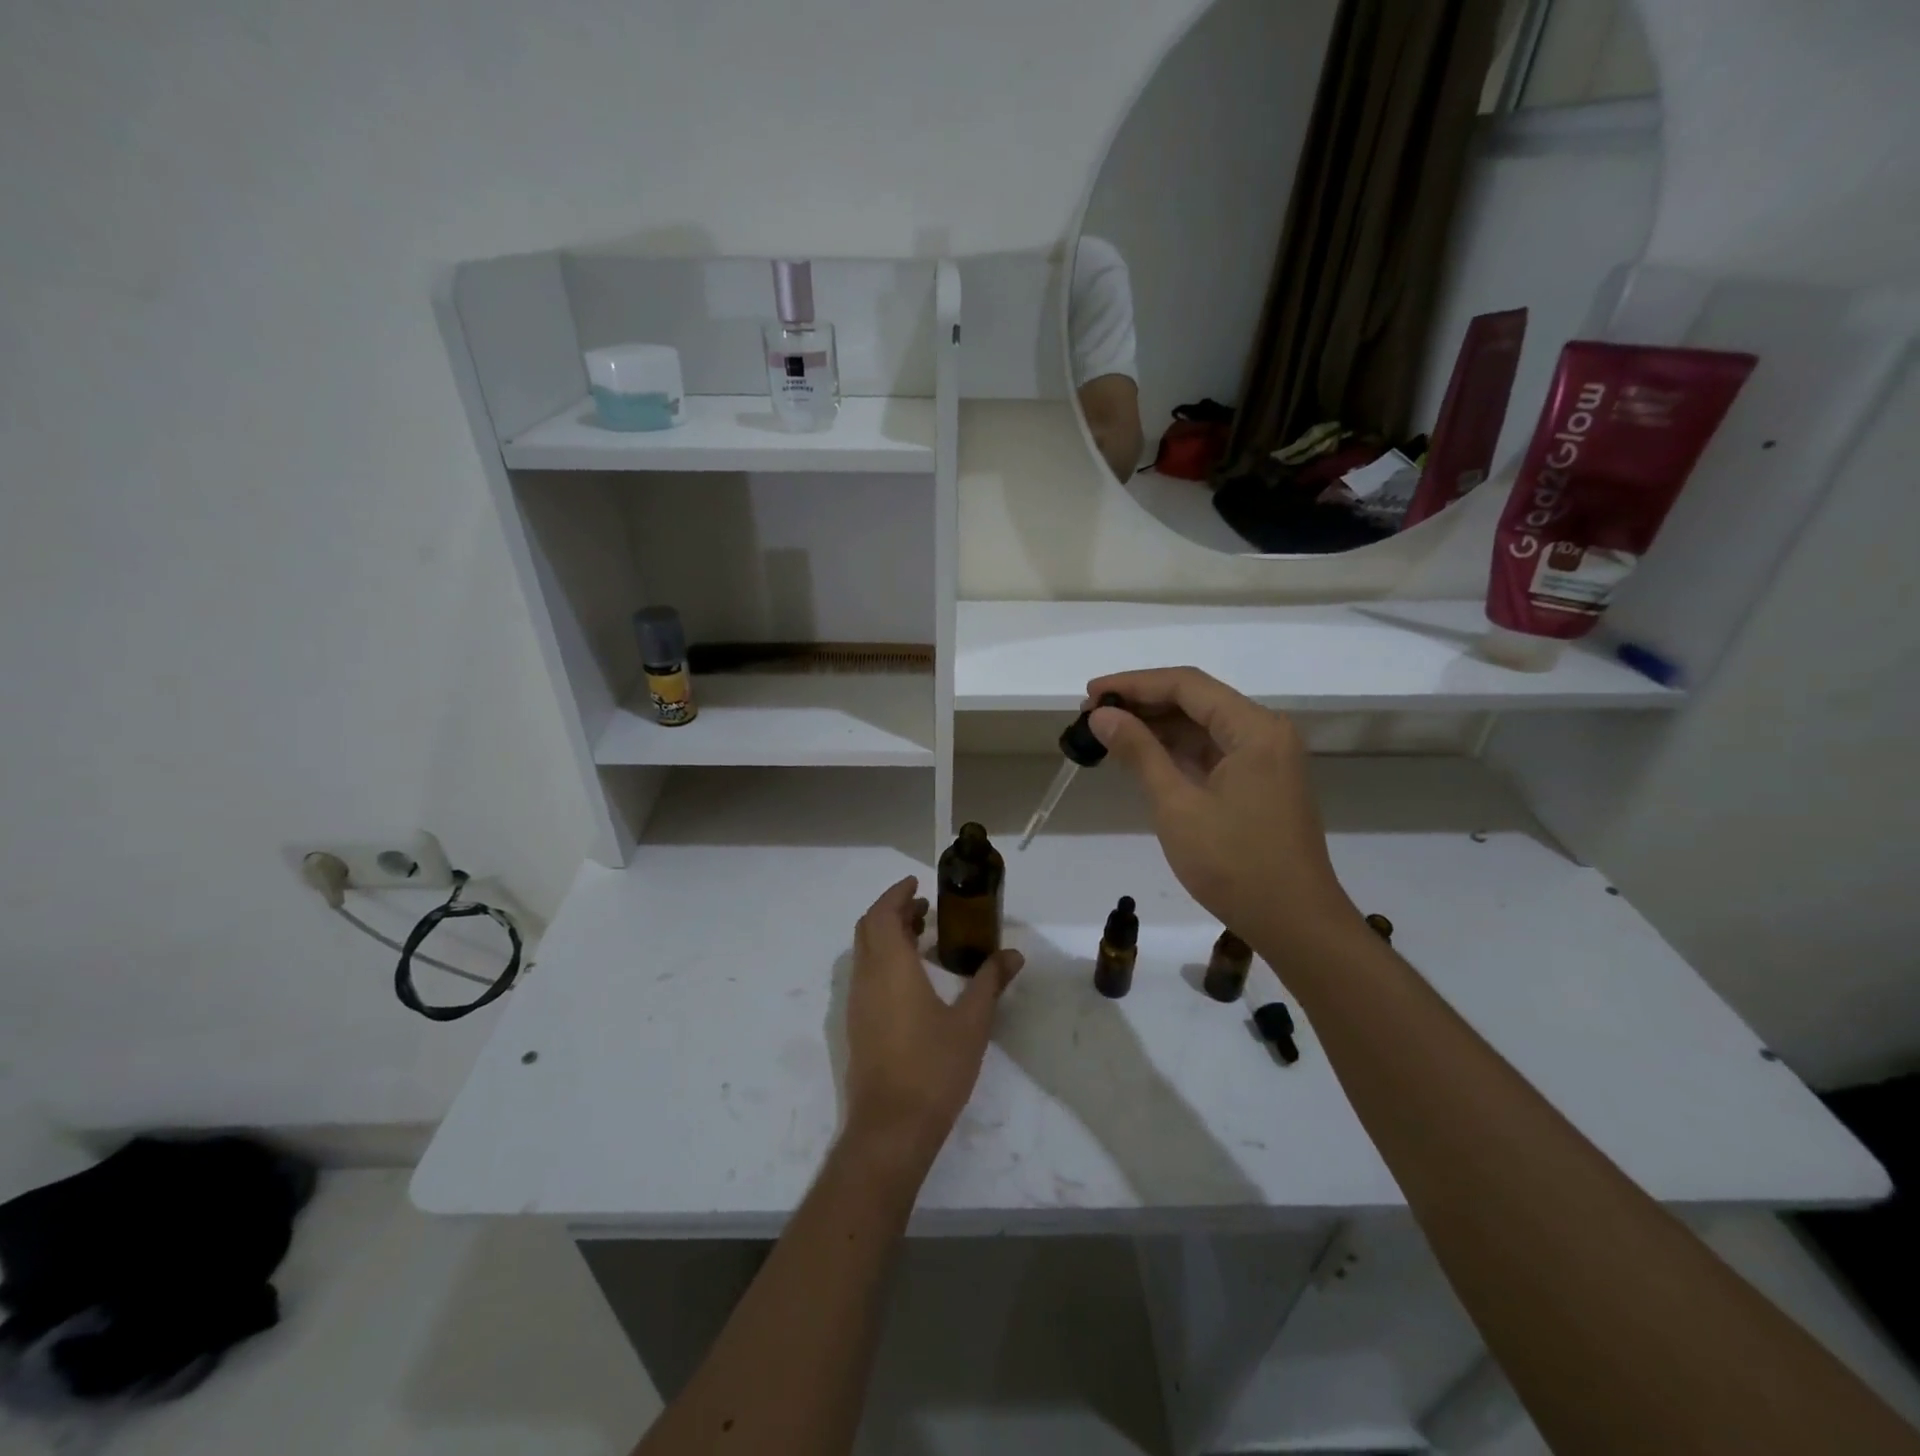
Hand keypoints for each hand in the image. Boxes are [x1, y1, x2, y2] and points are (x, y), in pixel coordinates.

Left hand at [843, 877, 1022, 1173]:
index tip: (917, 884)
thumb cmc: (934, 1068)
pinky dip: (882, 959)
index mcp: (891, 968)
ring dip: (886, 935)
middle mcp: (867, 978)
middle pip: (869, 928)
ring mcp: (857, 1003)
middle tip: (924, 908)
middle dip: (893, 911)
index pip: (882, 914)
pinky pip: (865, 975)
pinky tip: (911, 978)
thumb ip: (990, 982)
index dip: (896, 894)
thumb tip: (1013, 955)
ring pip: (864, 952)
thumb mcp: (972, 1022)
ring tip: (921, 936)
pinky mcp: (856, 1025)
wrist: (891, 1128)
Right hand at [1086, 667, 1358, 948]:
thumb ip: (1139, 752)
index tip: (1091, 694)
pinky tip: (1141, 756)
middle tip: (1092, 714)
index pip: (1187, 685)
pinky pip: (1212, 751)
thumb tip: (1102, 715)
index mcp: (1254, 729)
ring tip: (1107, 732)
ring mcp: (1266, 758)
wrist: (1294, 923)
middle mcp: (1265, 733)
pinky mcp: (1260, 782)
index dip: (1134, 684)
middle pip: (1196, 701)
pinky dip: (1176, 751)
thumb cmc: (1235, 864)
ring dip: (1157, 727)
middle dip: (1143, 703)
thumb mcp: (1177, 806)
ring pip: (1203, 726)